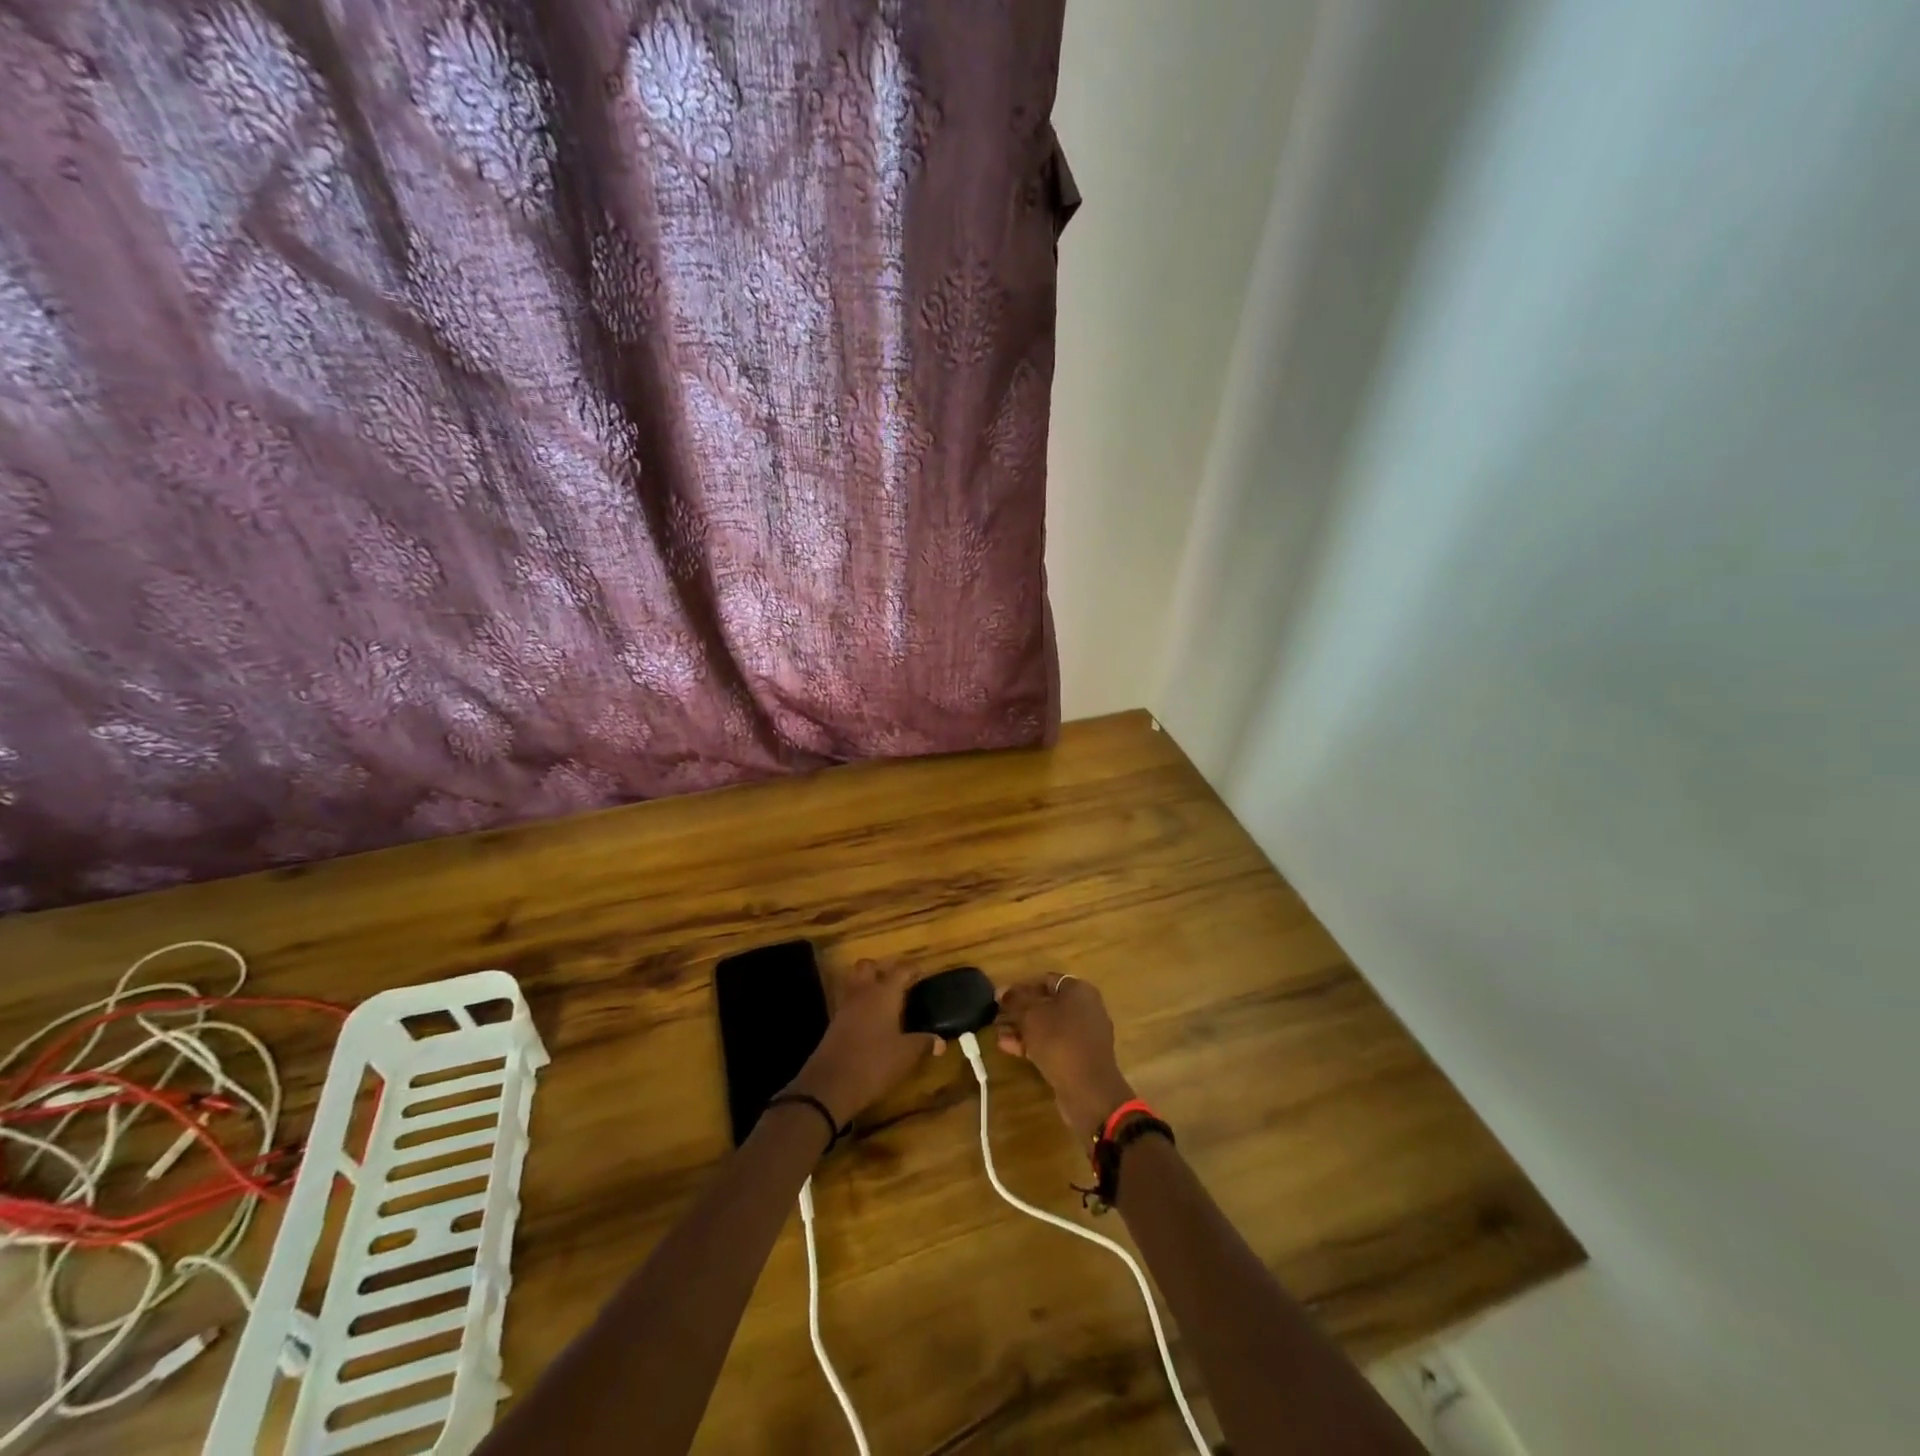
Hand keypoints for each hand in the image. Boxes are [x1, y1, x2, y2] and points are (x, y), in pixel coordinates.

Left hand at [786, 959, 935, 1124]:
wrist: (830, 1085)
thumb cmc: (874, 1062)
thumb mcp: (906, 1055)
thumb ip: (923, 1043)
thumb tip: (940, 1042)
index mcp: (884, 994)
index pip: (901, 971)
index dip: (913, 969)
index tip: (923, 972)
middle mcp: (863, 994)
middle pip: (868, 966)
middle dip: (882, 968)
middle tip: (898, 982)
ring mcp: (845, 1008)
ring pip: (855, 983)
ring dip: (868, 985)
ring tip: (885, 1000)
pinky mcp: (834, 1024)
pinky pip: (849, 1003)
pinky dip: (860, 1005)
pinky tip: (871, 1021)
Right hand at [996, 976, 1136, 1141]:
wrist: (1088, 1089)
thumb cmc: (1059, 1040)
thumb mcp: (1031, 1016)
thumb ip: (1015, 1000)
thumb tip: (1002, 990)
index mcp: (1079, 990)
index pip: (1046, 980)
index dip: (1021, 987)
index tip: (1001, 998)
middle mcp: (1086, 1008)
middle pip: (1047, 1004)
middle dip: (1020, 1011)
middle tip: (997, 1017)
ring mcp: (1085, 1035)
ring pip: (1048, 1026)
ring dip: (1023, 1029)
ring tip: (998, 1033)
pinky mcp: (1080, 1057)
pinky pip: (1054, 1044)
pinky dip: (1033, 1044)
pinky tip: (1008, 1047)